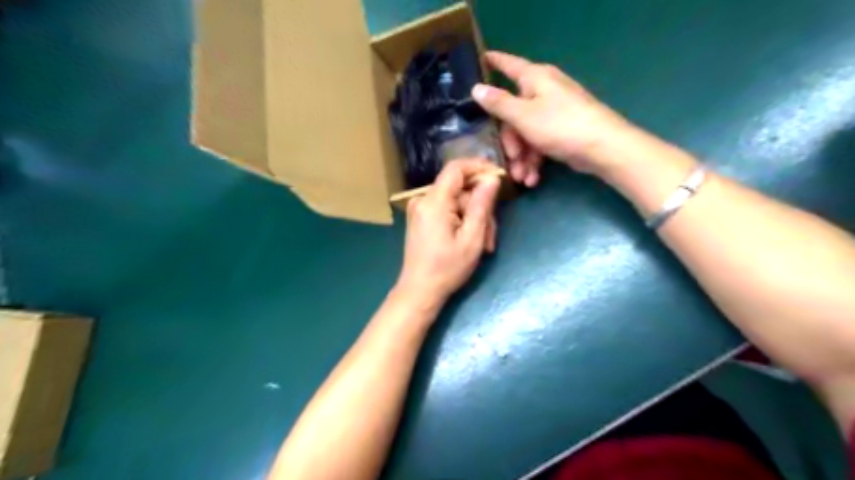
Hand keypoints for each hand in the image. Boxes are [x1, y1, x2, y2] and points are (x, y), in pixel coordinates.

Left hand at [393, 159, 501, 305]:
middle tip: (492, 234)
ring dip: (474, 219)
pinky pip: (447, 210)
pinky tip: (470, 241)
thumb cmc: (447, 269)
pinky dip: (462, 222)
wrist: (419, 291)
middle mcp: (423, 200)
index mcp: (433, 202)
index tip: (498, 176)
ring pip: (456, 202)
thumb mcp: (472, 238)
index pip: (456, 168)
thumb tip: (491, 179)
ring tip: (484, 245)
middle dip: (480, 207)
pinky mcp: (422, 219)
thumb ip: (481, 205)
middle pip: (459, 189)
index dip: (478, 167)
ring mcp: (420, 210)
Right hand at [471, 50, 628, 184]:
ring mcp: (554, 112)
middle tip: (510, 160)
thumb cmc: (560, 125)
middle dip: (510, 142)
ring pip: (526, 133)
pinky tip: (532, 179)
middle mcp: (544, 91)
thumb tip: (476, 88)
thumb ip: (498, 103)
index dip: (494, 62)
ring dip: (522, 158)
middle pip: (513, 113)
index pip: (508, 65)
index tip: (480, 60)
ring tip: (522, 178)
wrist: (603, 148)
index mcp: (534, 79)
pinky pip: (540, 143)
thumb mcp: (522, 116)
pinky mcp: (562, 130)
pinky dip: (535, 161)